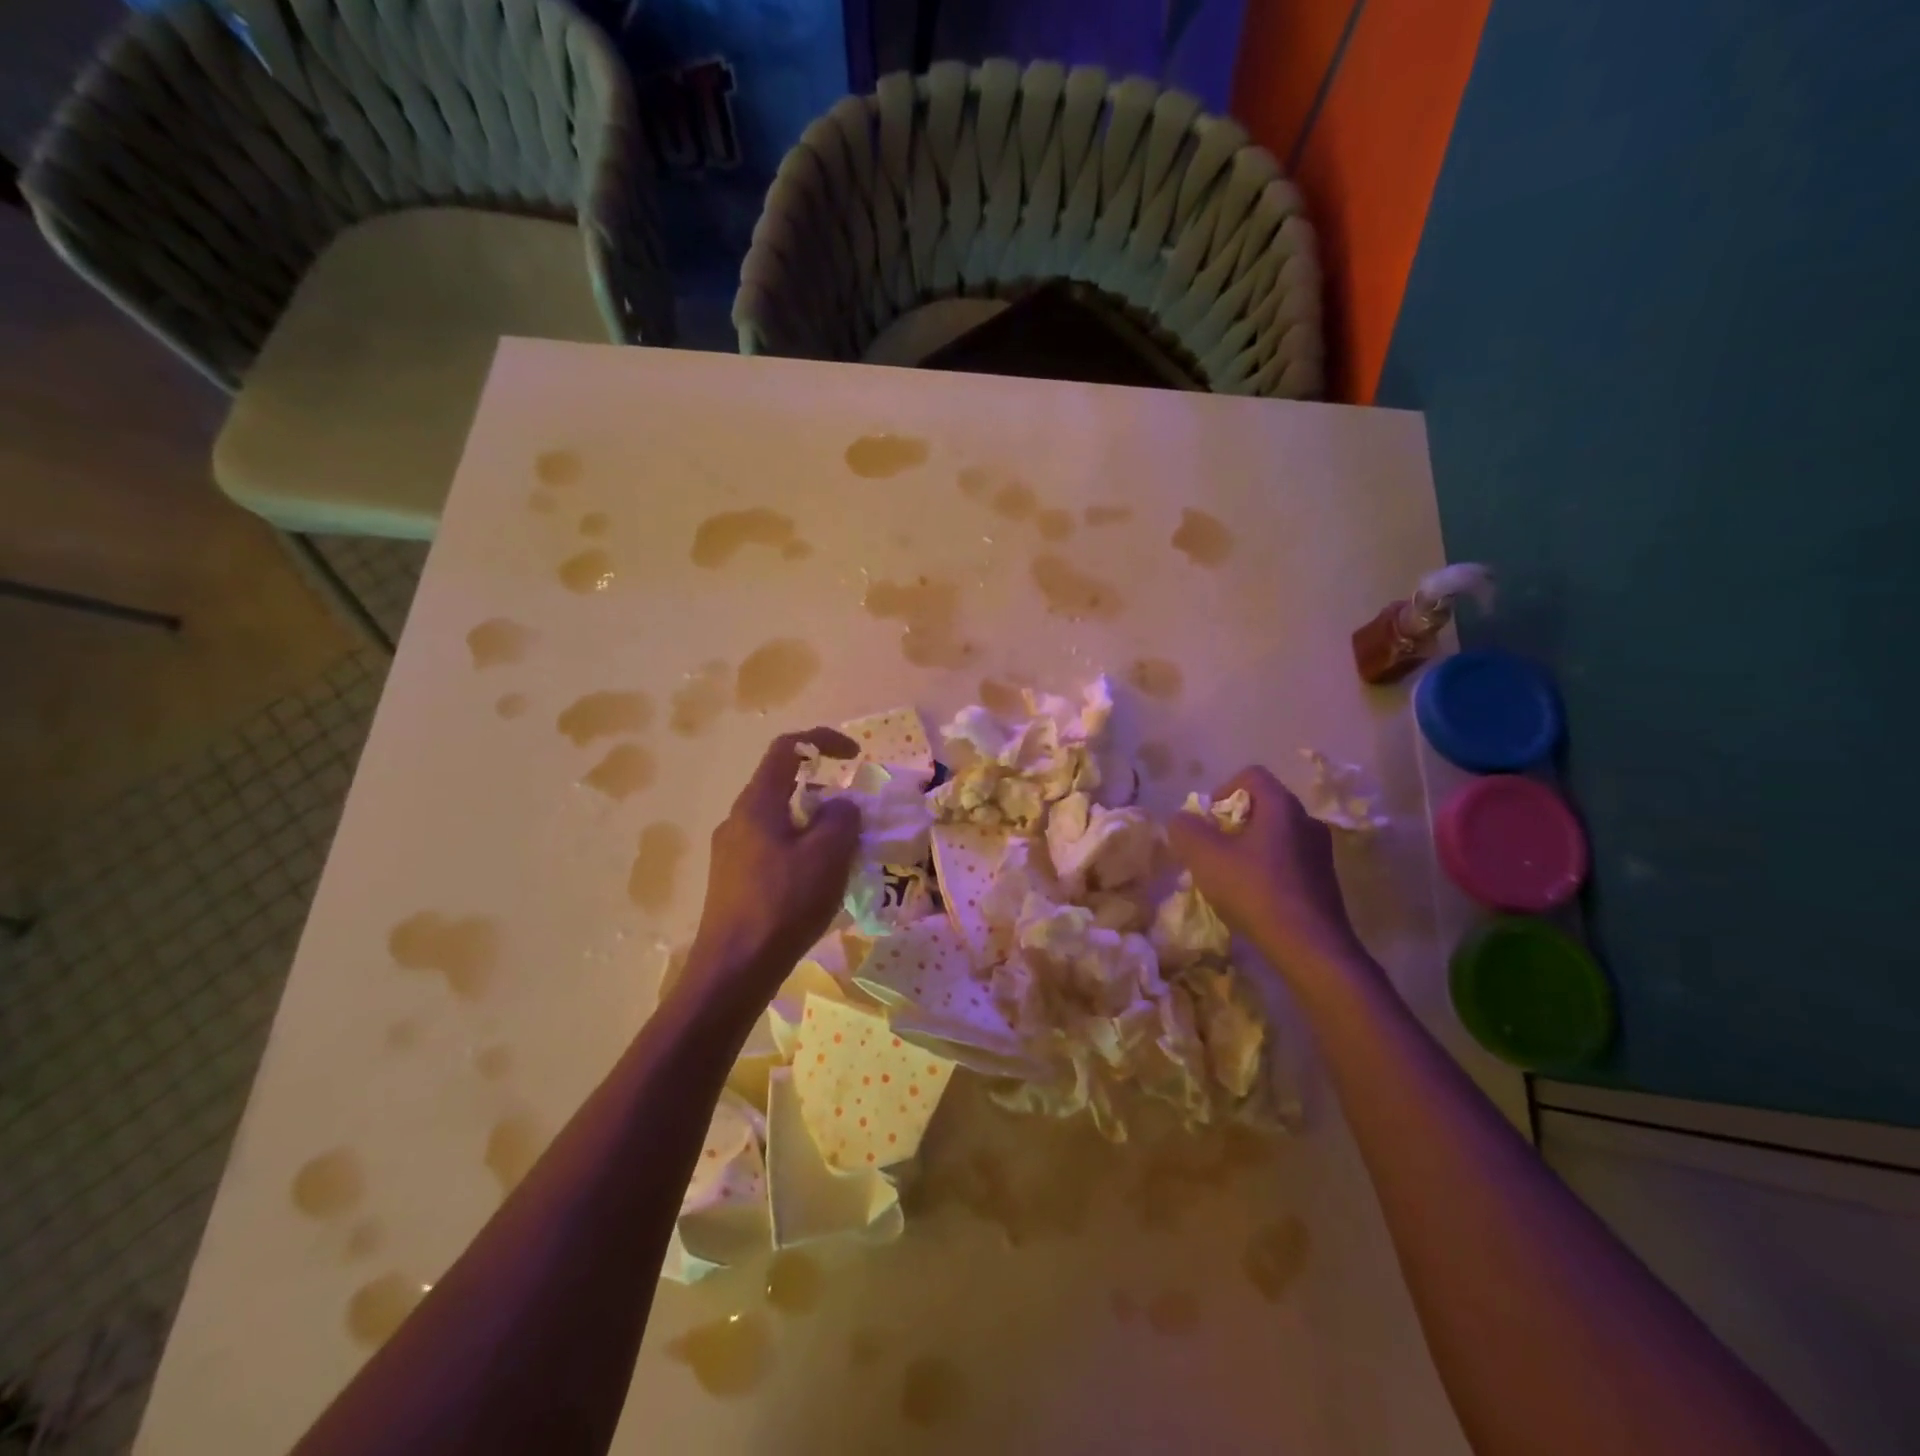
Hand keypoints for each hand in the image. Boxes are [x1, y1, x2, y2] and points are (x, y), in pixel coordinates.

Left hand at [678, 729, 862, 1016]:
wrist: (733, 970)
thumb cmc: (783, 904)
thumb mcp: (827, 855)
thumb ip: (841, 818)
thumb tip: (840, 806)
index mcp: (757, 803)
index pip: (787, 748)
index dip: (824, 740)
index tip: (856, 756)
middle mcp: (738, 819)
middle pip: (782, 785)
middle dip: (823, 792)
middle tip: (853, 818)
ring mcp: (730, 852)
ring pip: (779, 821)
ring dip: (813, 825)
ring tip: (841, 855)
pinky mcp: (732, 880)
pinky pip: (772, 849)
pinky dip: (800, 850)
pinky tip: (816, 884)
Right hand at [1167, 766, 1371, 981]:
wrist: (1310, 947)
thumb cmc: (1255, 891)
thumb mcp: (1205, 857)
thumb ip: (1186, 830)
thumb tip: (1182, 820)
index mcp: (1282, 806)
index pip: (1251, 775)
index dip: (1222, 790)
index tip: (1207, 821)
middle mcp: (1307, 820)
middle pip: (1263, 806)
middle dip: (1232, 823)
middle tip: (1212, 849)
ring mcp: (1320, 852)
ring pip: (1276, 835)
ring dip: (1250, 847)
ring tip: (1230, 875)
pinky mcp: (1325, 881)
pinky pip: (1289, 861)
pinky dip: (1267, 869)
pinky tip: (1253, 896)